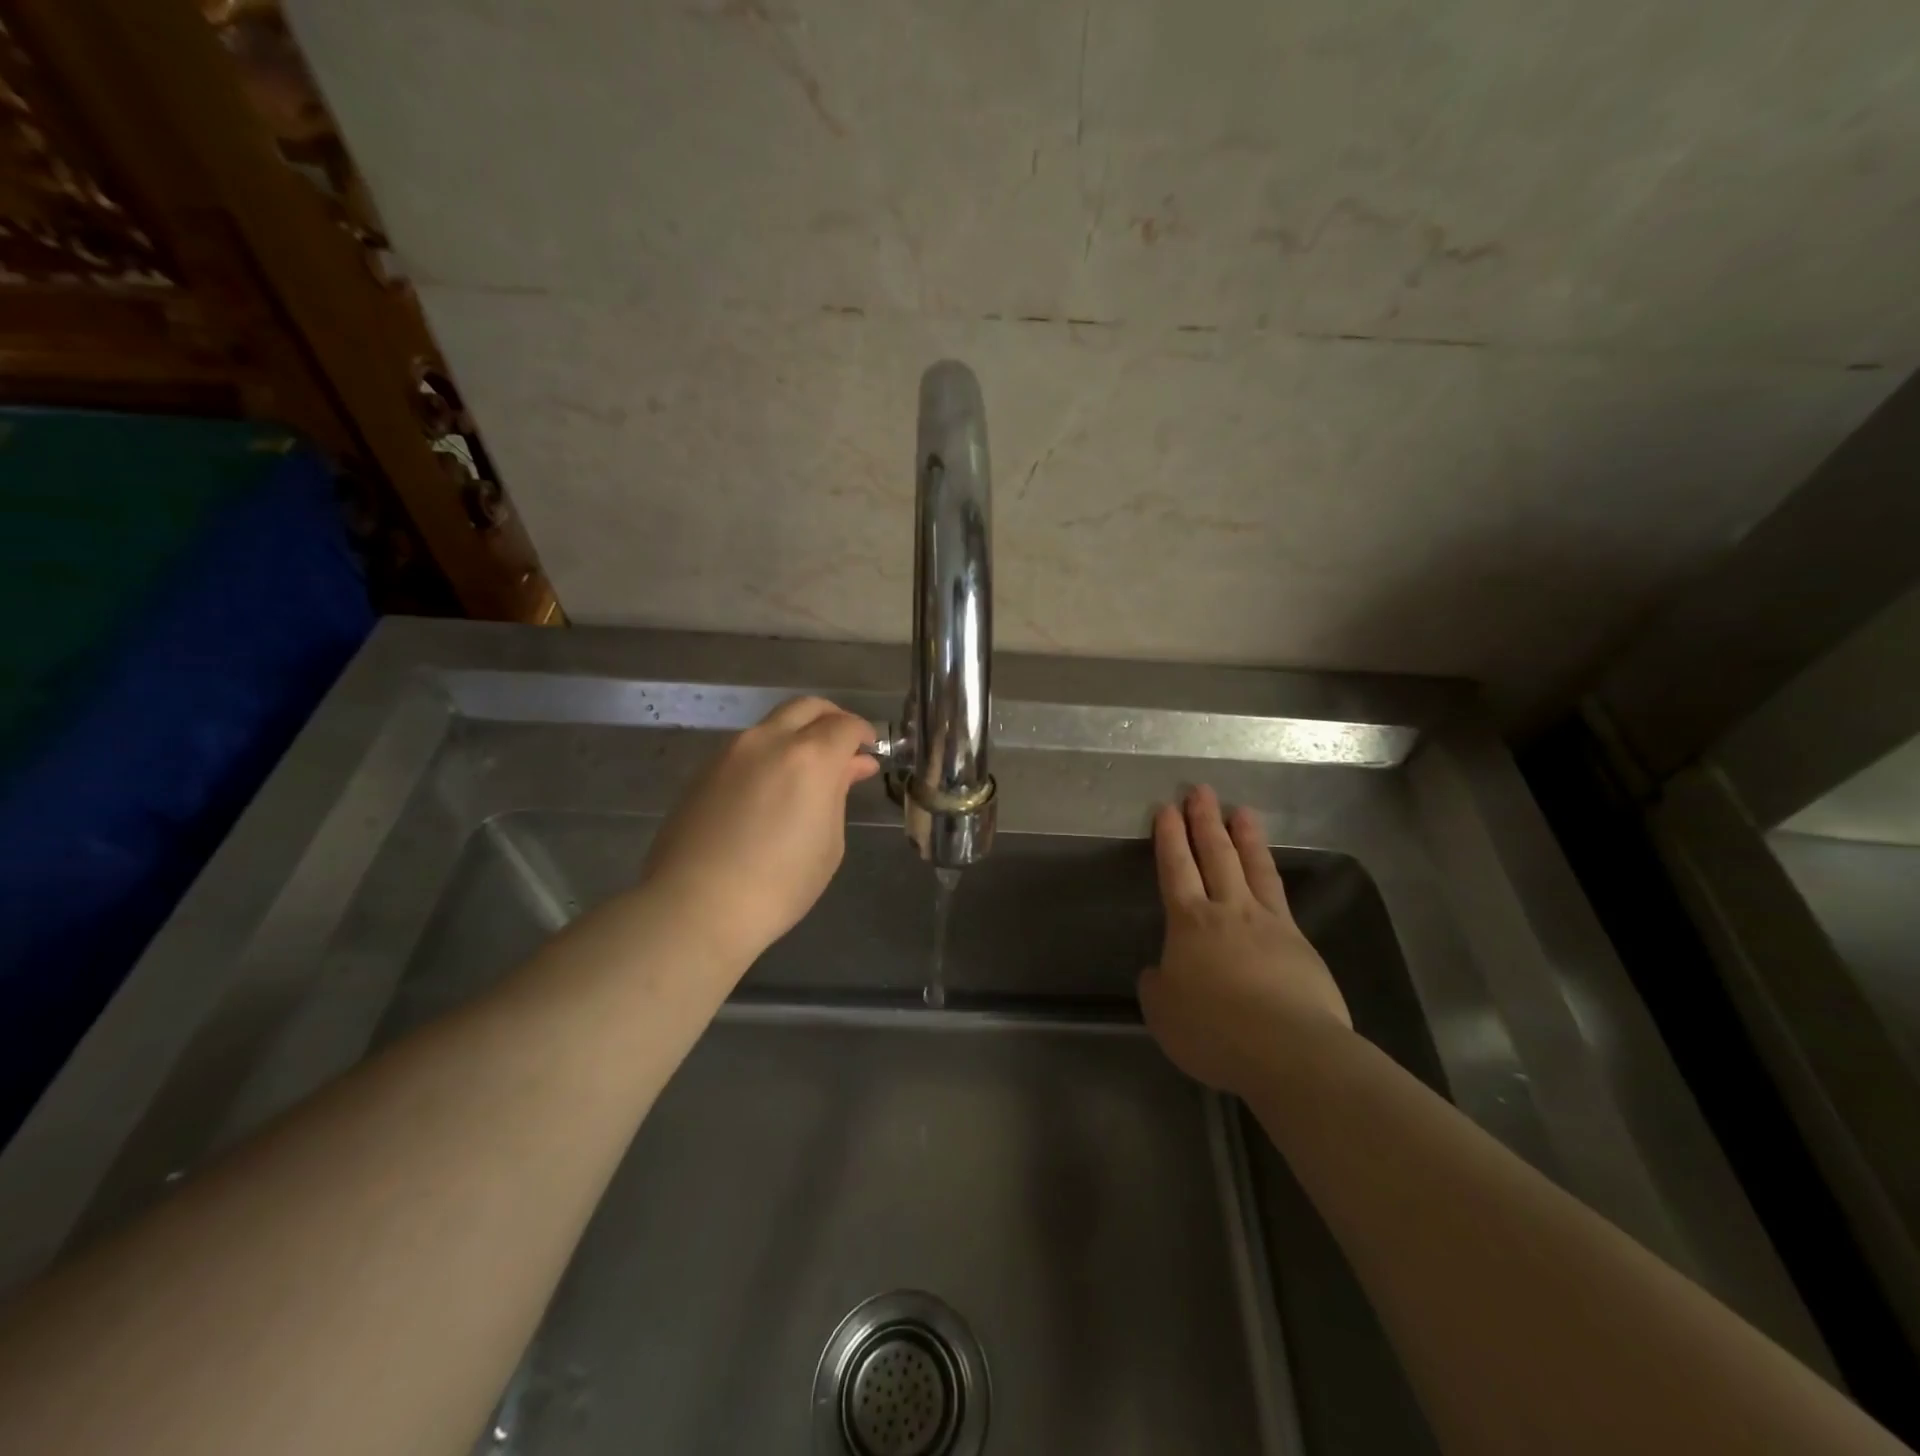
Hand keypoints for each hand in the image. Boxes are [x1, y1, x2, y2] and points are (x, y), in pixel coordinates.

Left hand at [640, 697, 878, 967]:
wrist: (696, 906)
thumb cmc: (779, 884)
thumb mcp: (828, 843)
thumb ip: (839, 793)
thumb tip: (852, 765)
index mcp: (809, 757)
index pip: (845, 725)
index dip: (863, 733)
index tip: (869, 751)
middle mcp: (769, 740)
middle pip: (807, 707)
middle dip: (832, 718)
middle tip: (844, 747)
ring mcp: (731, 752)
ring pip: (773, 724)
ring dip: (797, 734)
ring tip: (807, 771)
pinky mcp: (704, 770)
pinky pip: (747, 747)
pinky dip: (769, 753)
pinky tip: (771, 788)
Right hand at [1138, 785, 1351, 1095]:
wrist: (1289, 1050)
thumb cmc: (1214, 1030)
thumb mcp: (1164, 1014)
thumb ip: (1158, 986)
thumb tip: (1161, 971)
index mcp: (1189, 923)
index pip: (1176, 868)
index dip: (1169, 837)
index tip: (1167, 808)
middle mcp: (1228, 911)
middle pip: (1215, 855)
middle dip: (1204, 821)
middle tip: (1200, 791)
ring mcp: (1269, 923)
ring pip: (1254, 867)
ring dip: (1245, 836)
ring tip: (1241, 811)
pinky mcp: (1300, 942)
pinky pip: (1280, 896)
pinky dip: (1271, 875)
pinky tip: (1270, 871)